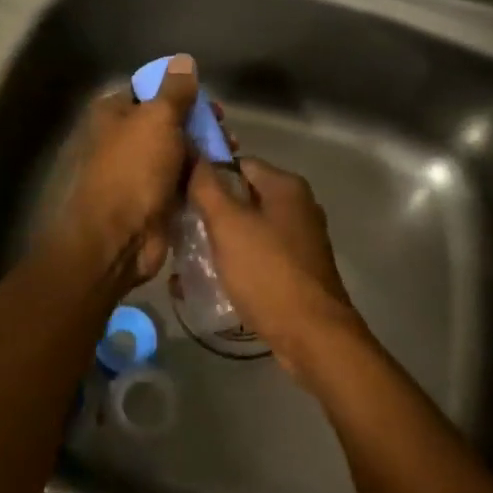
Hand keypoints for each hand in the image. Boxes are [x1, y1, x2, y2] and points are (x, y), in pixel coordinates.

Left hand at [48, 54, 200, 295]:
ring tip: (230, 151)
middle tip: (224, 126)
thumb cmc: (134, 168)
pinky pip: (182, 179)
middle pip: (168, 120)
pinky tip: (223, 174)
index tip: (206, 97)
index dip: (178, 89)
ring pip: (179, 150)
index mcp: (114, 113)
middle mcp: (124, 138)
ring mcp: (139, 170)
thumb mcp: (157, 118)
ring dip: (204, 149)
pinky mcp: (155, 198)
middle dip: (198, 121)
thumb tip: (184, 61)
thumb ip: (175, 90)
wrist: (120, 237)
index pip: (148, 89)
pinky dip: (200, 175)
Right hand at [188, 158, 364, 376]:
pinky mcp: (299, 270)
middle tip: (180, 227)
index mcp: (286, 186)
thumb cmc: (268, 272)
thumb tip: (193, 156)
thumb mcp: (228, 225)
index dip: (206, 174)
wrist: (313, 336)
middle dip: (211, 211)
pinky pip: (260, 254)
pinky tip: (213, 278)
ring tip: (189, 256)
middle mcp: (298, 206)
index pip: (238, 163)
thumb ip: (206, 187)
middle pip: (243, 196)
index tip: (179, 194)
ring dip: (222, 239)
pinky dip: (238, 261)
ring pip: (250, 228)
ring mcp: (301, 239)